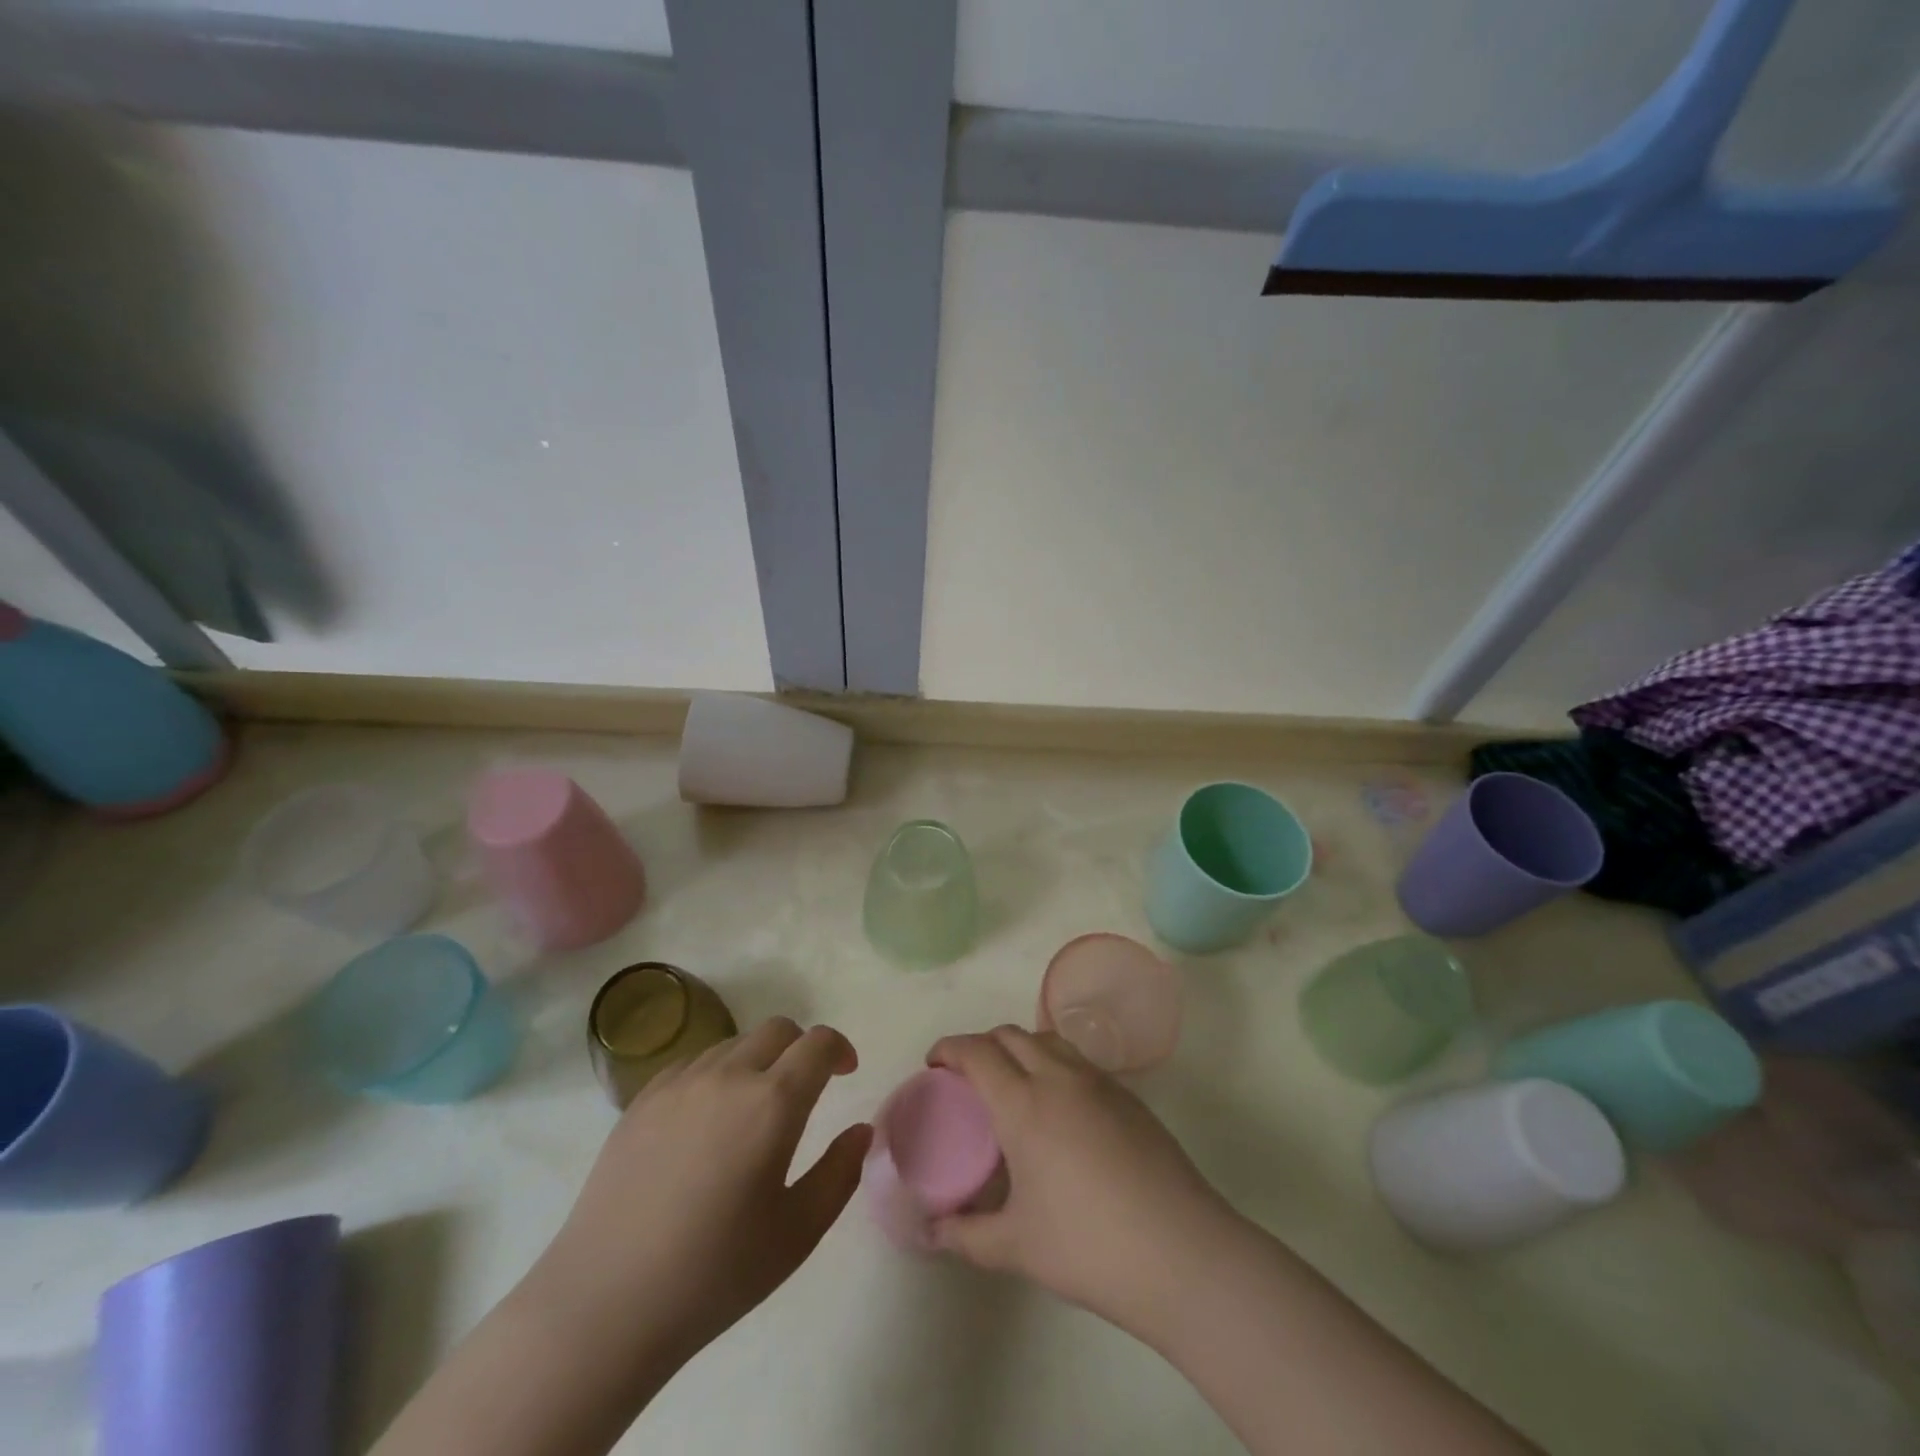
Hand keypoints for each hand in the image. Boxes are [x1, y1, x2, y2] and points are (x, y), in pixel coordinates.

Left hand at [534, 1018, 871, 1368]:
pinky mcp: (642, 1100)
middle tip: (805, 1088)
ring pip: (734, 1042)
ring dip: (758, 1059)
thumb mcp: (798, 1233)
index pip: (818, 1043)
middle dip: (801, 1047)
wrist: (605, 1304)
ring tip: (753, 1108)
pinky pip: (693, 1063)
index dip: (839, 1049)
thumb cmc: (714, 1274)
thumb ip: (839, 1173)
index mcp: (772, 1103)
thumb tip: (860, 1131)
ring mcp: (679, 1083)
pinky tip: (707, 1119)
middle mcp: (728, 1076)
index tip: (845, 1072)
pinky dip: (716, 1073)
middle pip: (777, 1029)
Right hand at [926, 1026, 1241, 1334]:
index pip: (977, 1051)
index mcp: (1024, 1103)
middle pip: (1011, 1034)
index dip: (949, 1048)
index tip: (934, 1063)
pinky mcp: (1129, 1096)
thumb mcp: (1015, 1247)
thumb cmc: (1087, 1246)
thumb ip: (965, 1235)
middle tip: (967, 1078)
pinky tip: (1059, 1109)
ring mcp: (1099, 1082)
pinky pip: (1079, 1061)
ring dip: (1020, 1047)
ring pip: (1048, 1039)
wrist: (1180, 1252)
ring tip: (1013, 1084)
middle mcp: (1059, 1078)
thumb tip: (929, 1232)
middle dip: (981, 1044)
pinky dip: (1054, 1064)